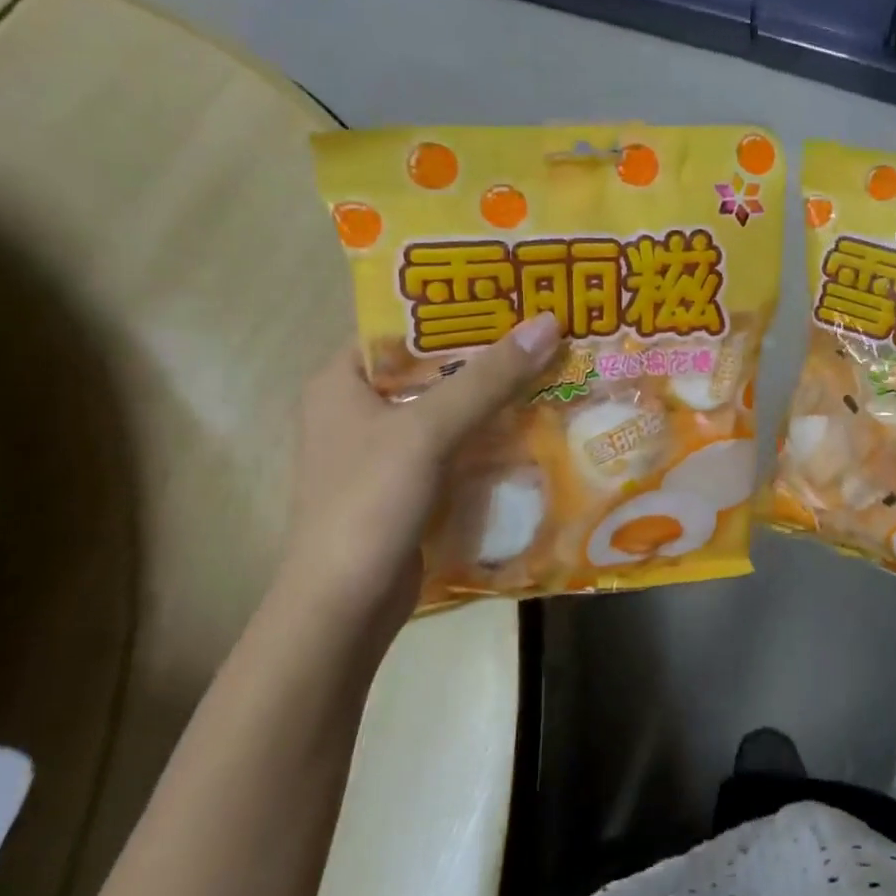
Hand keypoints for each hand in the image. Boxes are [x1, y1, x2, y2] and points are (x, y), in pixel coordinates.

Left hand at [275, 313, 561, 632]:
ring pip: (450, 406)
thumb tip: (547, 322)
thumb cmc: (369, 503)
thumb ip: (487, 378)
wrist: (346, 606)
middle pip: (433, 365)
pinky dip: (491, 432)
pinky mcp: (410, 483)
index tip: (512, 289)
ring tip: (553, 364)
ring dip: (495, 393)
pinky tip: (537, 421)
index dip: (455, 305)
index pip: (401, 324)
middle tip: (545, 325)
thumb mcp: (427, 431)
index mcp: (342, 379)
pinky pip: (457, 443)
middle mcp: (360, 407)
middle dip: (487, 350)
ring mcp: (386, 449)